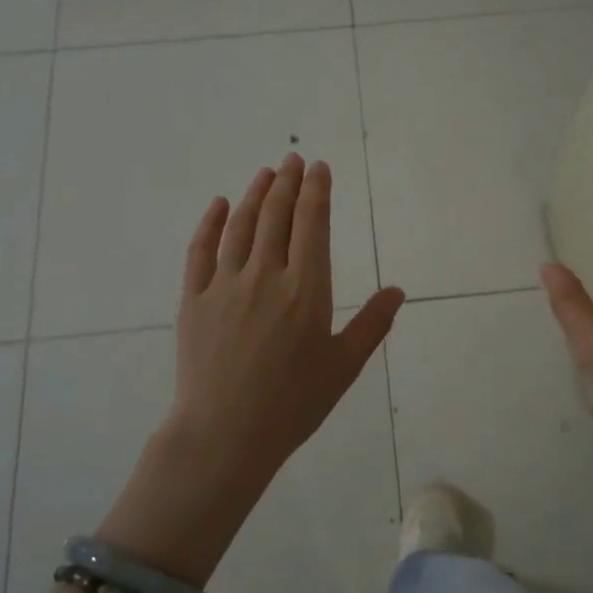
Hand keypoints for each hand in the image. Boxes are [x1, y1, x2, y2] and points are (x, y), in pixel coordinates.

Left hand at [101, 155, 403, 581]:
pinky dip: (211, 223)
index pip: (313, 225)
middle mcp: (266, 276)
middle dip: (288, 183)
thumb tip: (398, 291)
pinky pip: (201, 250)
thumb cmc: (293, 404)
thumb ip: (371, 324)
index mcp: (306, 290)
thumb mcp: (343, 367)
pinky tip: (220, 205)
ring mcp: (225, 285)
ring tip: (266, 172)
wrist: (225, 434)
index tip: (319, 168)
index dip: (317, 191)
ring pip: (242, 226)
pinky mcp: (193, 299)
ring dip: (256, 194)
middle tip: (294, 159)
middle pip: (277, 216)